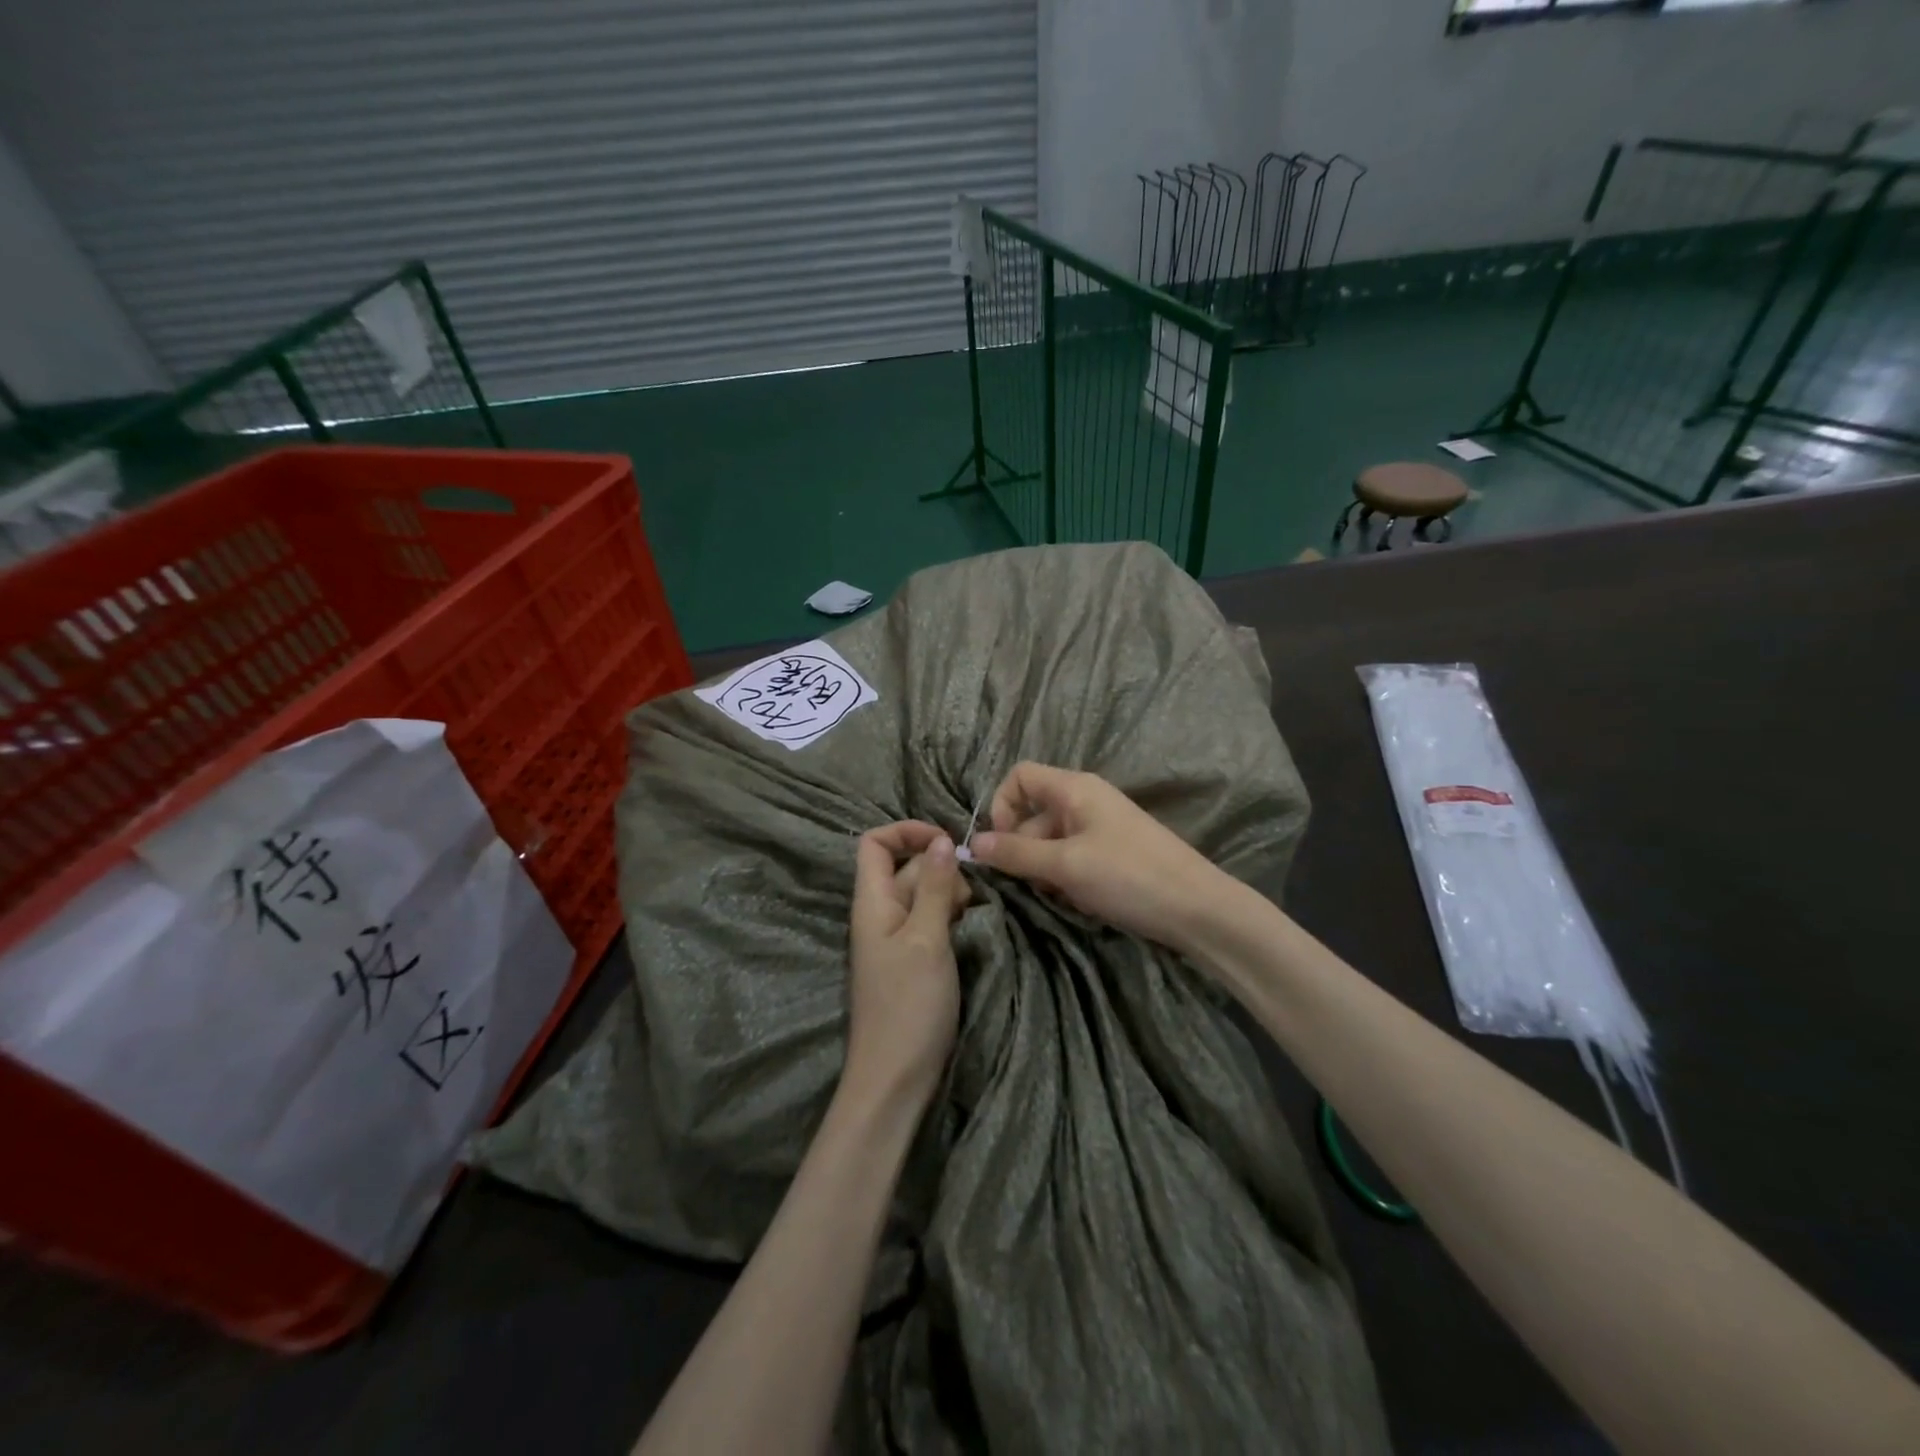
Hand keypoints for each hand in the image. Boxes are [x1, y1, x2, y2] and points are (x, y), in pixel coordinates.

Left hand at [846, 821, 970, 1109]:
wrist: (895, 1078)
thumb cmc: (908, 1005)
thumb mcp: (926, 939)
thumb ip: (934, 887)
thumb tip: (942, 840)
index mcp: (873, 901)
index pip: (875, 843)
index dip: (907, 832)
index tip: (946, 844)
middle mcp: (881, 913)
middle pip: (907, 867)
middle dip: (941, 870)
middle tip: (968, 899)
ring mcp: (897, 938)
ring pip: (925, 895)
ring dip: (951, 896)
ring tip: (972, 918)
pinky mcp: (914, 960)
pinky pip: (932, 922)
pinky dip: (952, 919)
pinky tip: (971, 932)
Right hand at [970, 763, 1226, 952]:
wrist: (1198, 910)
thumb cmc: (1128, 876)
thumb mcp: (1065, 865)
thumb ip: (1016, 853)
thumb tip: (972, 844)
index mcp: (1075, 788)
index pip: (1020, 777)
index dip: (1002, 806)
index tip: (1001, 846)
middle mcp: (1085, 800)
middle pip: (1032, 813)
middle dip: (1022, 848)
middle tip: (1029, 884)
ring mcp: (1101, 828)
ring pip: (1051, 841)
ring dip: (1044, 869)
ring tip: (1059, 896)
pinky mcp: (1112, 854)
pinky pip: (1072, 858)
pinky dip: (1066, 879)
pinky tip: (1079, 902)